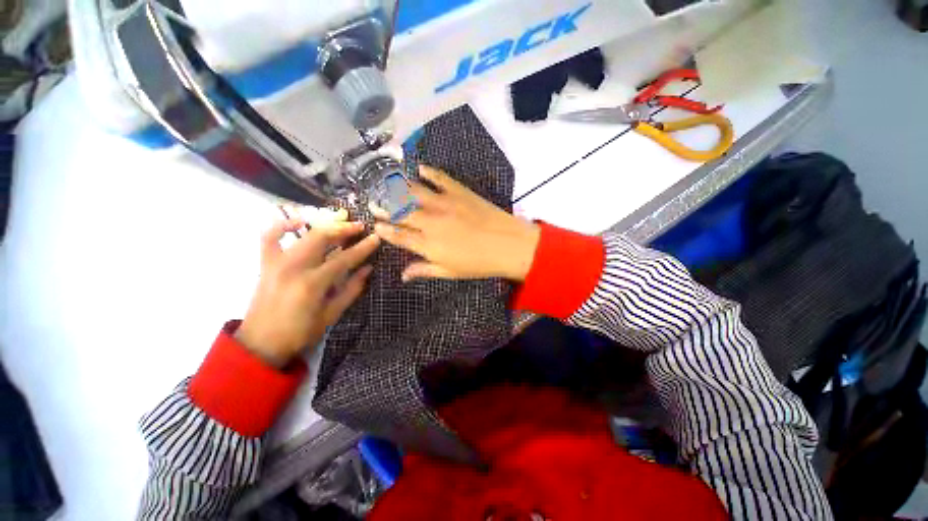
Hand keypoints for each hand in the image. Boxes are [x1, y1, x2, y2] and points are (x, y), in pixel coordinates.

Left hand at [236, 212, 379, 366]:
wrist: (260, 343)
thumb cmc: (300, 332)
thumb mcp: (332, 315)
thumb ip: (351, 289)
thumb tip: (368, 268)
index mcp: (313, 283)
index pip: (344, 259)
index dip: (363, 248)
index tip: (375, 238)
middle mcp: (294, 267)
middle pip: (322, 237)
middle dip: (344, 229)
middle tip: (360, 227)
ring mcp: (277, 263)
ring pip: (303, 234)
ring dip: (325, 226)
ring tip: (340, 224)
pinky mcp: (266, 263)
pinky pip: (270, 236)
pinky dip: (283, 225)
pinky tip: (299, 222)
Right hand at [372, 166, 539, 281]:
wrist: (508, 245)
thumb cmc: (479, 263)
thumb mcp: (450, 272)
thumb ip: (424, 270)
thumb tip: (403, 275)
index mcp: (427, 244)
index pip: (398, 235)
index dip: (385, 230)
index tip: (375, 225)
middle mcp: (430, 221)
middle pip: (400, 211)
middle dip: (383, 206)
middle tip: (372, 201)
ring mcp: (444, 203)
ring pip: (413, 192)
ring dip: (396, 187)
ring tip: (385, 183)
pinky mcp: (459, 191)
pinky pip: (439, 177)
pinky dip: (428, 171)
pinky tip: (419, 168)